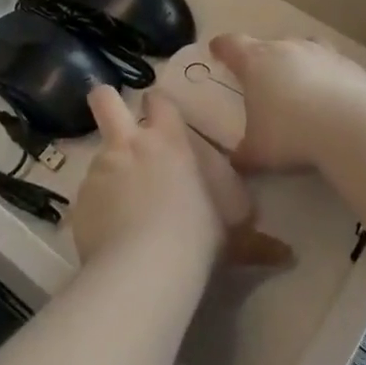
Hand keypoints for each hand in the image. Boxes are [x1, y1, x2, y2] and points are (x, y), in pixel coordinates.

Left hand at [71, 87, 290, 269]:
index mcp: (168, 141)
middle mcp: (129, 144)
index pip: (159, 101)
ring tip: (121, 205)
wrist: (146, 265)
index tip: (160, 114)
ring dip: (109, 171)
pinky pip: (88, 196)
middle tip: (113, 114)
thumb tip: (285, 255)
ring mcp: (100, 169)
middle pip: (105, 100)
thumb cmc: (197, 235)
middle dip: (106, 100)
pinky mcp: (79, 199)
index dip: (158, 105)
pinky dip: (97, 208)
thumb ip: (253, 239)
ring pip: (99, 156)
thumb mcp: (232, 234)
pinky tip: (108, 233)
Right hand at [209, 34, 365, 174]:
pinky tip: (337, 103)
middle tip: (264, 83)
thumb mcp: (258, 152)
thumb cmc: (290, 133)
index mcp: (256, 62)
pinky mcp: (353, 66)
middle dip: (265, 61)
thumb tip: (237, 161)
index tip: (218, 51)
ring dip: (301, 63)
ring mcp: (323, 54)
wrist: (350, 127)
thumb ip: (244, 154)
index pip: (231, 44)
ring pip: (306, 48)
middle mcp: (287, 48)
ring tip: (303, 87)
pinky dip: (333, 80)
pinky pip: (337, 69)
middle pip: (270, 45)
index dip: (222, 48)